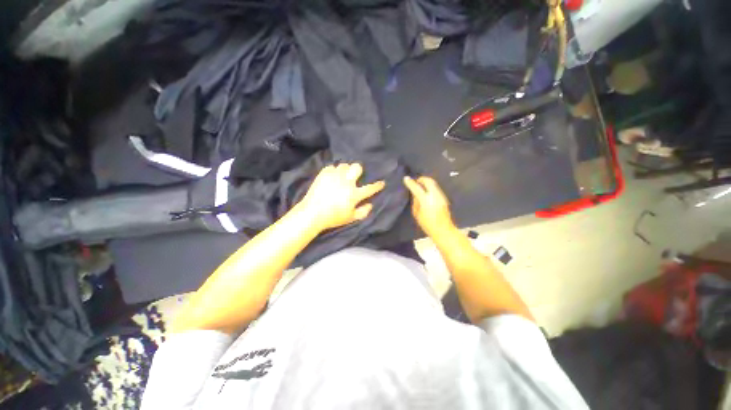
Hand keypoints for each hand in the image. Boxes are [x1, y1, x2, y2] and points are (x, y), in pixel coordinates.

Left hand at [298, 163, 384, 231]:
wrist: (312, 213)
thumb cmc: (333, 218)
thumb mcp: (350, 218)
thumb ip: (363, 212)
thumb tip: (371, 204)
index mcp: (354, 194)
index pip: (370, 188)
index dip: (378, 185)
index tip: (382, 183)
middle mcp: (346, 182)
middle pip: (357, 167)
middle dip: (358, 170)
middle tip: (354, 177)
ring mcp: (334, 176)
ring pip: (344, 165)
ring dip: (345, 171)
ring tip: (342, 177)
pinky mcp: (324, 174)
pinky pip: (332, 167)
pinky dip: (333, 171)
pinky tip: (331, 178)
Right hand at [403, 176, 456, 237]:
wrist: (443, 230)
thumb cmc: (427, 224)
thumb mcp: (417, 214)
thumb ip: (415, 202)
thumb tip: (415, 194)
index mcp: (426, 200)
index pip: (416, 188)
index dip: (410, 182)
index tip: (406, 178)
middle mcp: (434, 195)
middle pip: (428, 181)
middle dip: (421, 179)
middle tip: (415, 182)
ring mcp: (441, 195)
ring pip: (433, 183)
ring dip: (426, 182)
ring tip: (420, 186)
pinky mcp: (444, 198)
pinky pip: (436, 188)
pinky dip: (430, 187)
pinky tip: (426, 192)